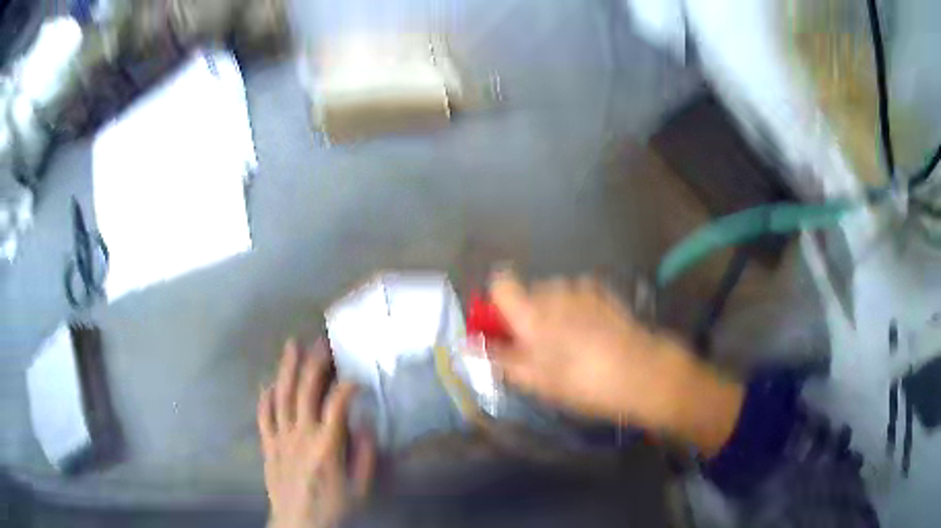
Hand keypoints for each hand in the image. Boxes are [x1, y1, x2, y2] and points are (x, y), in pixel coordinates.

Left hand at [258, 338, 375, 527]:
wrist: (298, 523)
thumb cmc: (333, 507)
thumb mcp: (360, 488)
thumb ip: (364, 456)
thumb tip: (364, 424)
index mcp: (327, 445)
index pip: (336, 404)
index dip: (347, 385)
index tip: (356, 377)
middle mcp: (301, 434)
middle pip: (305, 391)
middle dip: (314, 363)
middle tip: (321, 341)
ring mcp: (280, 437)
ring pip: (282, 396)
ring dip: (287, 369)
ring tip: (291, 345)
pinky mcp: (267, 444)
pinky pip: (263, 415)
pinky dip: (265, 396)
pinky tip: (269, 382)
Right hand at [489, 270, 742, 454]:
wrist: (643, 372)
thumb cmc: (584, 382)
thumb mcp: (537, 381)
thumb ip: (500, 359)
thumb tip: (469, 346)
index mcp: (532, 311)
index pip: (500, 282)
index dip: (496, 303)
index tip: (503, 329)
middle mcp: (555, 290)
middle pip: (527, 293)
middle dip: (527, 316)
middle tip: (540, 350)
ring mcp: (583, 289)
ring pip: (554, 296)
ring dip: (553, 314)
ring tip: (570, 346)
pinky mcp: (605, 294)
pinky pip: (578, 297)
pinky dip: (576, 311)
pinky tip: (592, 336)